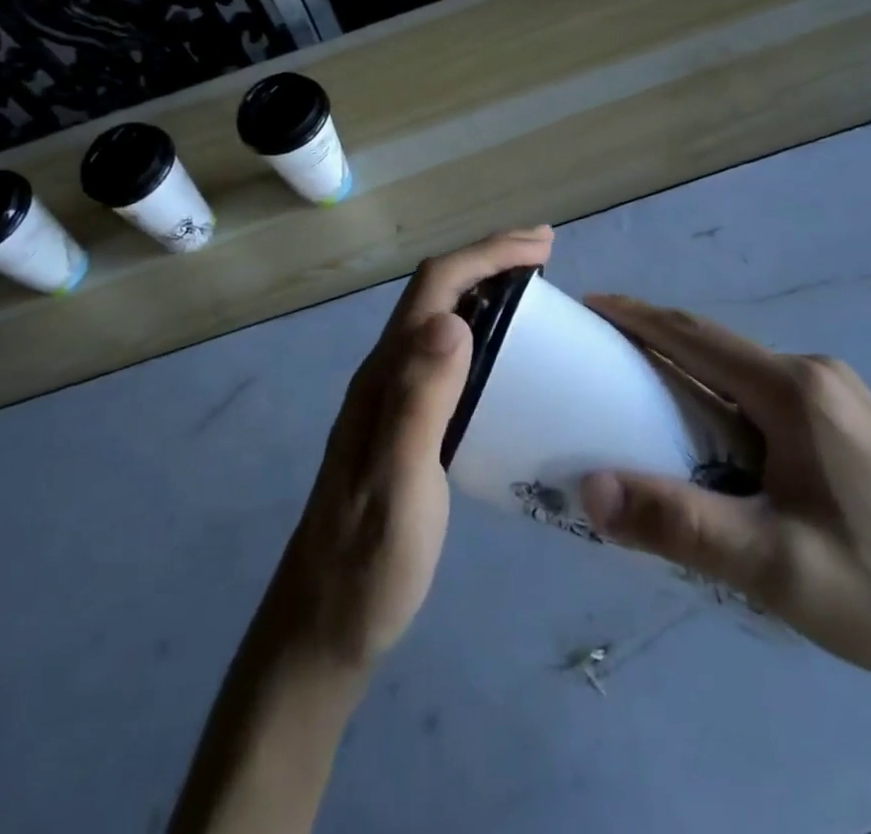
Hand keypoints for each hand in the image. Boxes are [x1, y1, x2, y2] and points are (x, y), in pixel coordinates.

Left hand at [271, 227, 555, 671]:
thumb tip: (453, 320)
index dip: (486, 254)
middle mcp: (385, 372)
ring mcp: (392, 398)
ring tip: (535, 293)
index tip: (541, 245)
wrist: (324, 625)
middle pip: (436, 291)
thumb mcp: (398, 484)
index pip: (436, 287)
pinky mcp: (404, 424)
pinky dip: (482, 333)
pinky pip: (446, 355)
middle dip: (489, 260)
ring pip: (440, 319)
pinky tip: (507, 358)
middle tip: (546, 255)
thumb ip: (418, 403)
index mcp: (385, 374)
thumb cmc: (367, 561)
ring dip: (485, 291)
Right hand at [579, 296, 870, 706]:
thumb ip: (677, 523)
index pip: (695, 336)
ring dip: (693, 377)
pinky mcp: (858, 430)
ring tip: (646, 402)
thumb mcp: (773, 565)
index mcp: (796, 391)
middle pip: (719, 349)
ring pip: (746, 375)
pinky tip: (718, 443)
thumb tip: (588, 489)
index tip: (590, 305)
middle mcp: (819, 377)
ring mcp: (845, 401)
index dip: (638, 317)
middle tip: (603, 360)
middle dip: (657, 345)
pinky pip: (772, 398)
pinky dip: (727, 403)